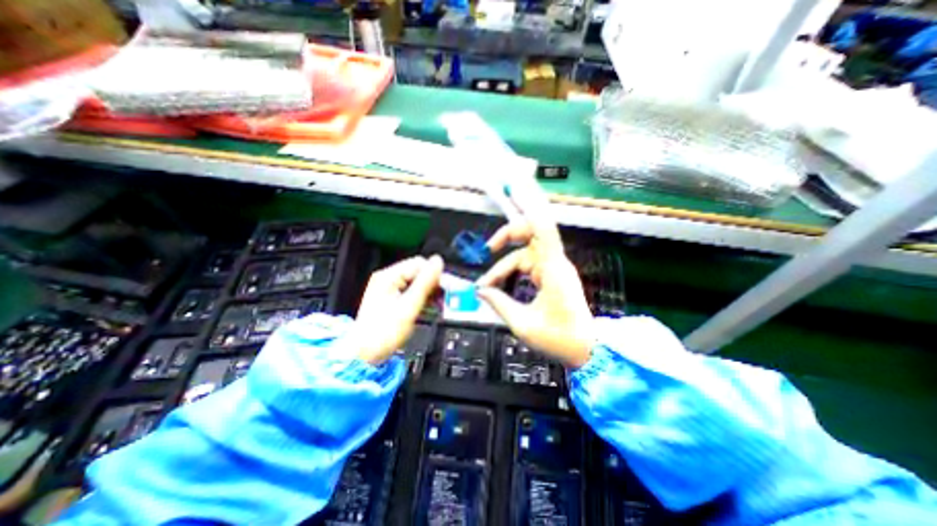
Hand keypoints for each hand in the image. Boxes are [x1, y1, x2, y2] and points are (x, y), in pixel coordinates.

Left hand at [351, 255, 442, 366]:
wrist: (365, 355)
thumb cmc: (382, 333)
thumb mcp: (408, 306)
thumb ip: (425, 282)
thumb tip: (438, 262)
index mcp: (388, 276)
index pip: (419, 264)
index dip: (437, 274)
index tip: (450, 287)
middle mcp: (388, 279)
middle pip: (419, 273)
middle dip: (435, 284)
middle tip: (449, 296)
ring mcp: (390, 289)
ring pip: (418, 284)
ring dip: (431, 292)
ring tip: (442, 303)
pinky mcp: (393, 300)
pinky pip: (413, 293)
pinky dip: (424, 299)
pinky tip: (432, 307)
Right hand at [477, 183, 591, 366]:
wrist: (587, 349)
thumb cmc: (560, 339)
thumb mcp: (523, 324)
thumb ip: (499, 304)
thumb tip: (481, 290)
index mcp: (553, 270)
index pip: (542, 229)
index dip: (528, 210)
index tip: (511, 197)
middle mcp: (555, 263)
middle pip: (530, 237)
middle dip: (507, 238)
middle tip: (487, 249)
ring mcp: (554, 269)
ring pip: (525, 255)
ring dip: (505, 266)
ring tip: (488, 283)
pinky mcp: (552, 277)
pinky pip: (529, 265)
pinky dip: (513, 271)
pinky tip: (502, 283)